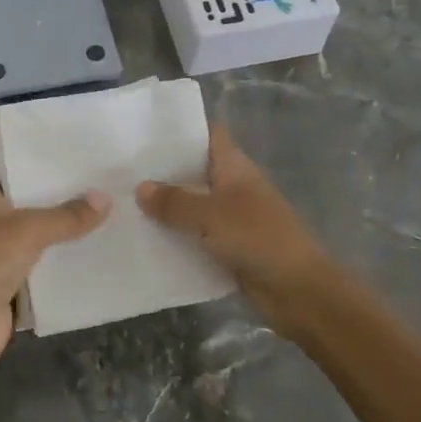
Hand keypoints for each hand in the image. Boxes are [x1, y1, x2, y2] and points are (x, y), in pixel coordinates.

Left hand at [0, 174, 109, 373]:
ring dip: (61, 231)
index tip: (74, 156)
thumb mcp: (30, 230)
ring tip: (102, 212)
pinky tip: (90, 250)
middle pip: (26, 203)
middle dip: (58, 198)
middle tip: (98, 183)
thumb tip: (105, 198)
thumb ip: (68, 215)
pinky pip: (38, 263)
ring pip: (34, 234)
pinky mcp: (6, 281)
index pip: (11, 169)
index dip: (39, 163)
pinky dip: (58, 260)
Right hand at [136, 124, 335, 333]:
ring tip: (122, 202)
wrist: (300, 292)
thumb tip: (140, 188)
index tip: (144, 130)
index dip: (181, 129)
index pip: (208, 135)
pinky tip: (144, 239)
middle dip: (163, 171)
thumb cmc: (258, 238)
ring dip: (166, 208)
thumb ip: (175, 202)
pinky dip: (175, 237)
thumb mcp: (210, 215)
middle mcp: (232, 187)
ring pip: (192, 206)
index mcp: (234, 168)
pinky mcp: (228, 248)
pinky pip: (195, 237)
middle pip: (194, 171)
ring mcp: (232, 219)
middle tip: (120, 168)